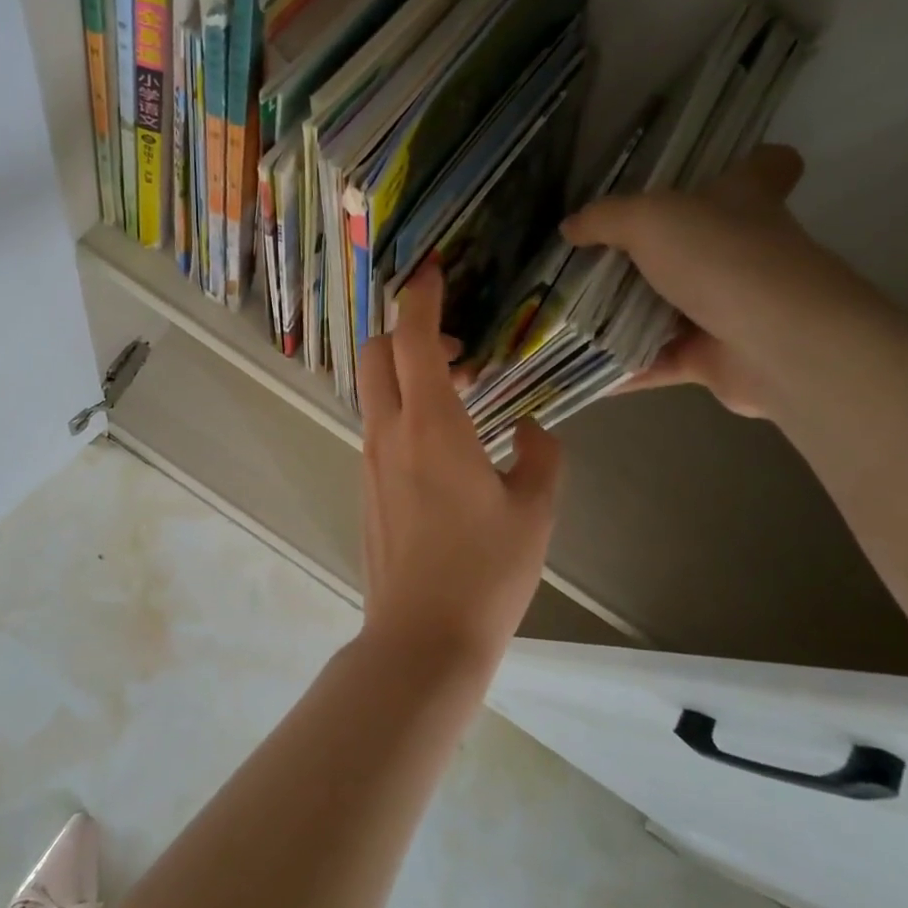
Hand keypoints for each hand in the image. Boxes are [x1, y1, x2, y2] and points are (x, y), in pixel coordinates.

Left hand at [358, 261, 562, 671]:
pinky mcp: (366, 486)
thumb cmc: (485, 572)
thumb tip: (532, 429)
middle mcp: (388, 432)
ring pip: (374, 390)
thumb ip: (541, 456)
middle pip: (376, 353)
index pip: (412, 339)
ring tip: (460, 394)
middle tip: (456, 348)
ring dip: (406, 374)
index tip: (431, 270)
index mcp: (431, 425)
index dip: (420, 297)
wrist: (422, 637)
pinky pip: (378, 426)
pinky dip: (401, 408)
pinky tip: (442, 442)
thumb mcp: (535, 511)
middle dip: (406, 332)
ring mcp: (370, 460)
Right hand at [561, 145, 879, 418]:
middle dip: (649, 253)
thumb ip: (605, 220)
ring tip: (571, 314)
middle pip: (700, 244)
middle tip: (592, 258)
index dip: (745, 163)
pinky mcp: (716, 357)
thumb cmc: (721, 259)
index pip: (766, 167)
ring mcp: (733, 308)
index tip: (706, 174)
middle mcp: (745, 251)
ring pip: (672, 307)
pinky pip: (659, 360)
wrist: (776, 343)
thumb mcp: (649, 220)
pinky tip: (580, 366)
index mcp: (745, 201)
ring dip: (627, 316)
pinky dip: (624, 366)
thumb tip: (570, 227)